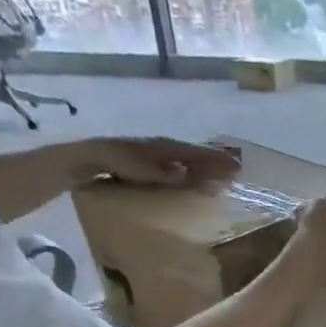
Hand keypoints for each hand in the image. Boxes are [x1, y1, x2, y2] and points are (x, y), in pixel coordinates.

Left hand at [74, 136, 241, 189]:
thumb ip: (169, 175)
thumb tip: (194, 179)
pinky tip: (190, 179)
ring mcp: (155, 153)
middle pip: (194, 154)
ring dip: (202, 167)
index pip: (198, 154)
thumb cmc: (117, 162)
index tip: (236, 169)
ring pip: (185, 159)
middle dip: (214, 163)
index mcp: (166, 147)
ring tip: (218, 177)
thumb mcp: (144, 171)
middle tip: (234, 172)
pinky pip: (175, 164)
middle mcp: (164, 147)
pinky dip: (188, 170)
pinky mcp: (147, 162)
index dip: (217, 161)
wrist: (89, 157)